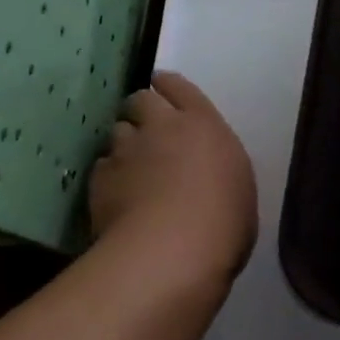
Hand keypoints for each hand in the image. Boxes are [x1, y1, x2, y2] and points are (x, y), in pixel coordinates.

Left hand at [89, 72, 256, 290]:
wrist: (170, 253)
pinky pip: (102, 167)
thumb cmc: (223, 224)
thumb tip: (208, 176)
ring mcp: (127, 151)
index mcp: (203, 123)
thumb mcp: (239, 189)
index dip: (169, 87)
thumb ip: (219, 170)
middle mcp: (162, 126)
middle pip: (141, 100)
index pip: (179, 87)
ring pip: (117, 131)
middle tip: (147, 129)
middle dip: (141, 110)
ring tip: (130, 165)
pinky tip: (115, 195)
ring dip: (124, 143)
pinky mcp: (101, 179)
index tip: (164, 91)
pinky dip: (108, 176)